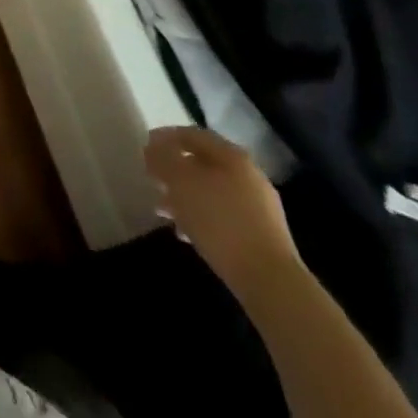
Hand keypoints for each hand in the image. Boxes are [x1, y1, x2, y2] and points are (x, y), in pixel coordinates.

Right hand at [145, 125, 300, 299]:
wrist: (272, 284)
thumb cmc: (221, 222)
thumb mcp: (182, 183)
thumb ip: (163, 160)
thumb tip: (153, 149)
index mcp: (232, 155)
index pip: (192, 135)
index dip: (165, 137)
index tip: (145, 148)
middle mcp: (248, 175)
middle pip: (203, 164)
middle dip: (175, 170)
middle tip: (152, 179)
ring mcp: (259, 208)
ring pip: (212, 192)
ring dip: (185, 197)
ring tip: (164, 210)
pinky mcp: (261, 237)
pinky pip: (223, 217)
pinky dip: (202, 218)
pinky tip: (187, 234)